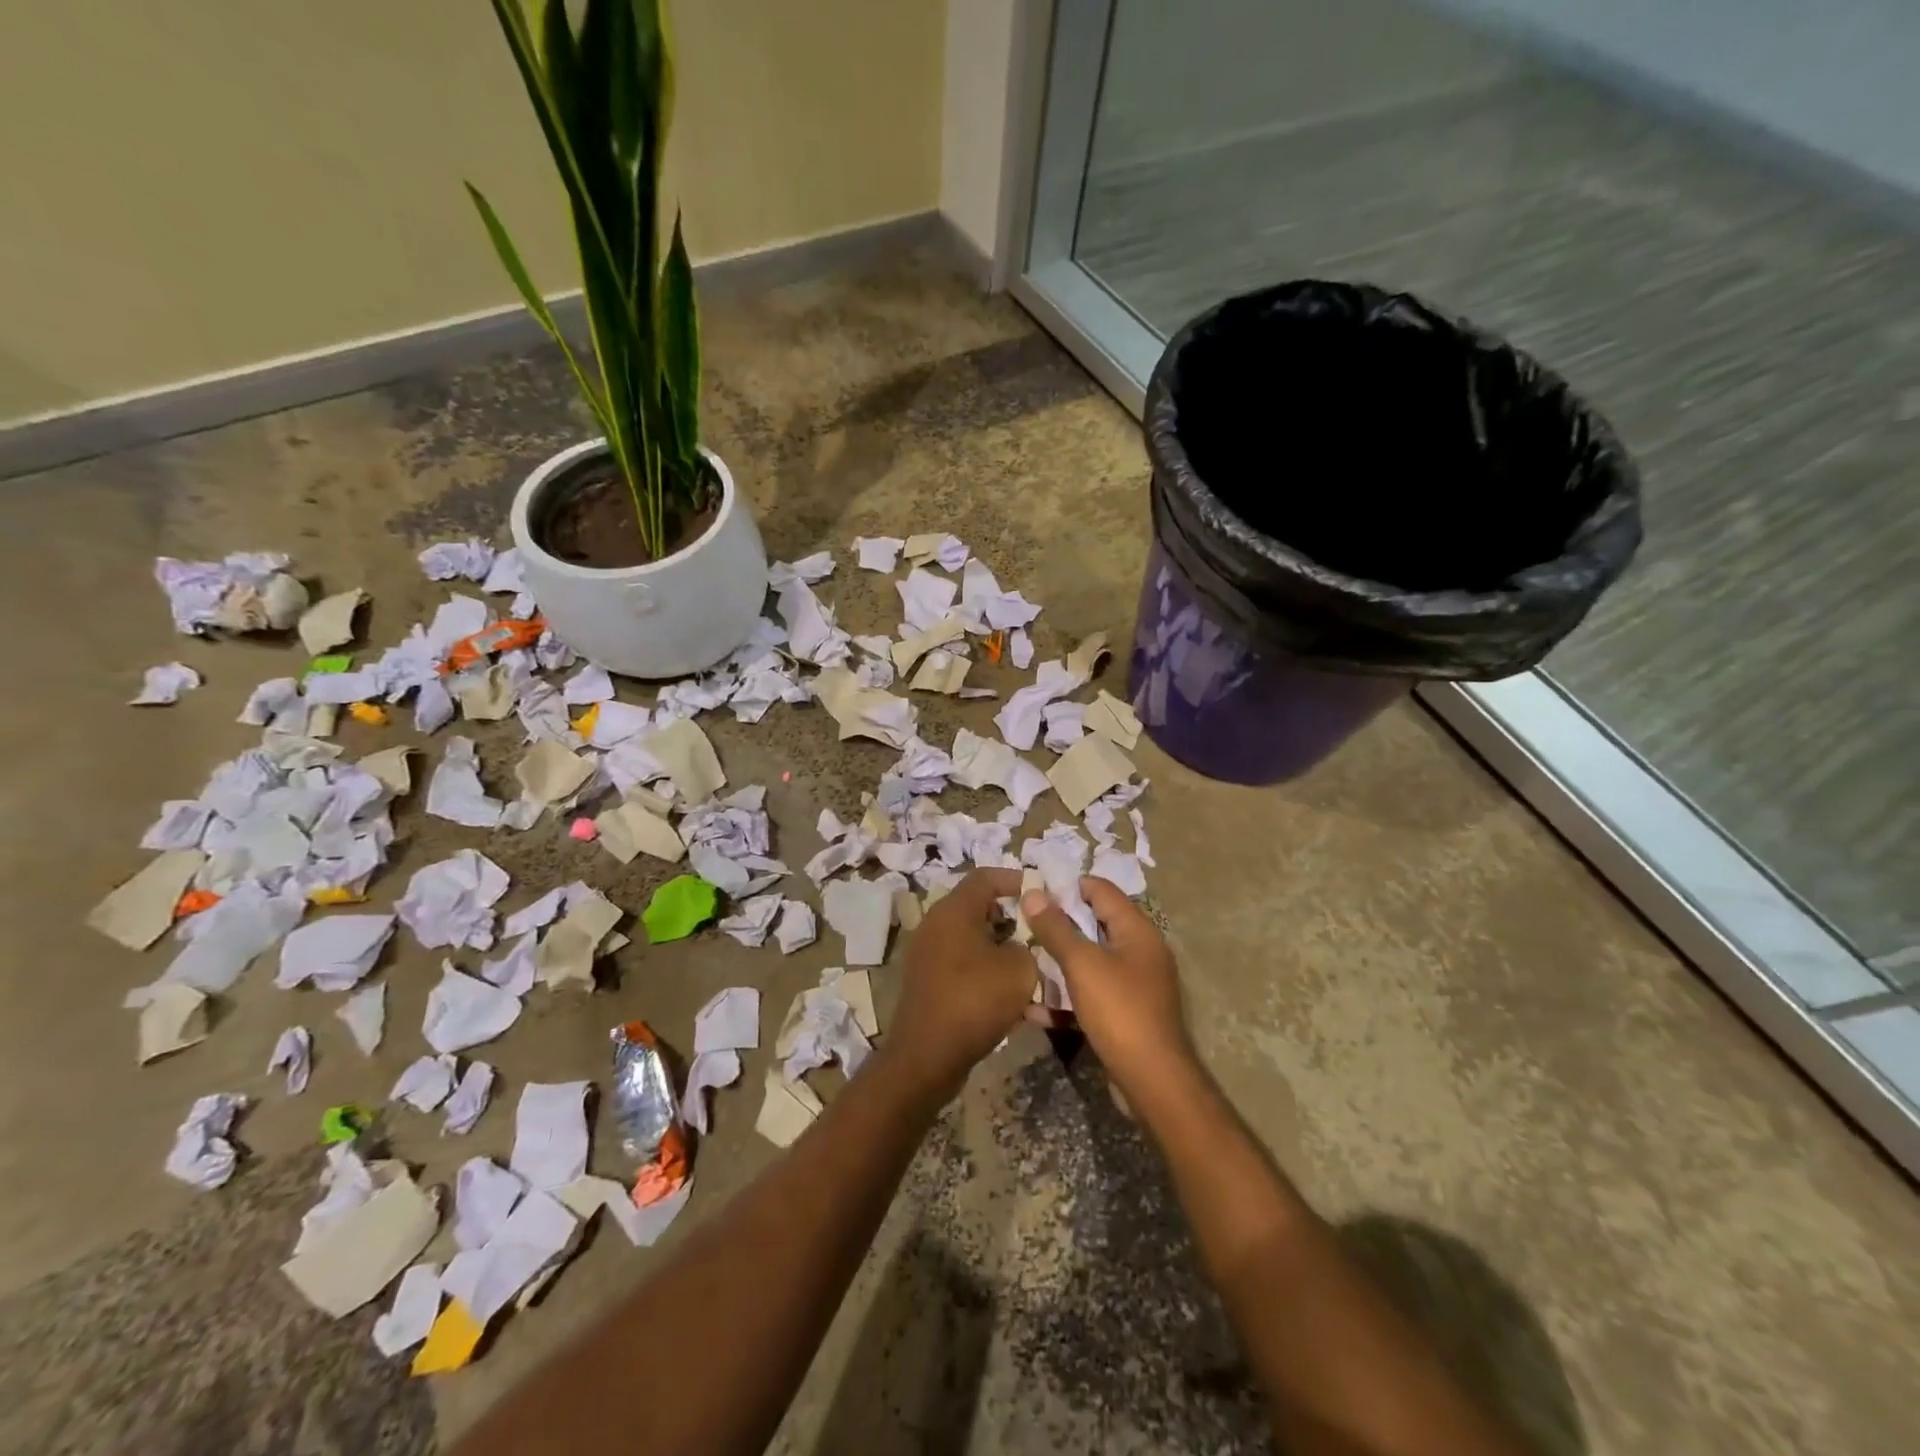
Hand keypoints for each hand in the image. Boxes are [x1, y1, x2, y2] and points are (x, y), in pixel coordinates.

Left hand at [886, 868, 1036, 1097]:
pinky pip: (963, 964)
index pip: (985, 877)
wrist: (927, 1057)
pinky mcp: (927, 981)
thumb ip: (1028, 946)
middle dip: (1011, 916)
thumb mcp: (1019, 970)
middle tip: (1038, 931)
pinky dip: (985, 970)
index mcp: (953, 910)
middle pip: (977, 907)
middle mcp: (935, 924)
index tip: (1040, 892)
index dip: (1015, 879)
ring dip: (1000, 947)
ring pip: (971, 938)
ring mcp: (927, 954)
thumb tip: (1020, 945)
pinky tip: (1009, 995)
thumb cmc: (974, 1001)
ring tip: (1030, 965)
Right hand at [1021, 878, 1193, 1104]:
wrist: (1153, 1082)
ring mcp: (1133, 985)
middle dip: (1057, 926)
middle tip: (1021, 926)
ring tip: (1021, 962)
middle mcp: (1139, 951)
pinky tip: (1033, 1009)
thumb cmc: (1120, 1011)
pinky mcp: (1124, 1014)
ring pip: (1089, 962)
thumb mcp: (1082, 965)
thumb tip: (1033, 893)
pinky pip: (1090, 994)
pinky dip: (1066, 998)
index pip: (1101, 890)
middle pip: (1093, 925)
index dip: (1068, 886)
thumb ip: (1056, 928)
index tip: (1033, 891)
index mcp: (1137, 930)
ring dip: (1057, 963)